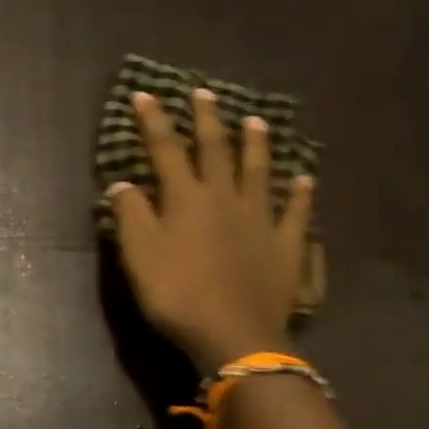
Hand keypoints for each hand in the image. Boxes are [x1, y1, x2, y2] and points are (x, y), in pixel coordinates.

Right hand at [107, 88, 313, 372]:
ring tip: (257, 121)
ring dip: (257, 145)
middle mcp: (225, 198)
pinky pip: (297, 212)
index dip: (154, 121)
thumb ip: (130, 214)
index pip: (166, 149)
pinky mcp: (287, 245)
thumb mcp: (138, 253)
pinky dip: (301, 193)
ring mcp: (261, 219)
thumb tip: (123, 183)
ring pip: (259, 172)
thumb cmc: (177, 292)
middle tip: (204, 94)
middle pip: (216, 150)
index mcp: (186, 198)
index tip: (145, 94)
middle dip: (207, 120)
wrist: (234, 334)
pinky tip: (305, 178)